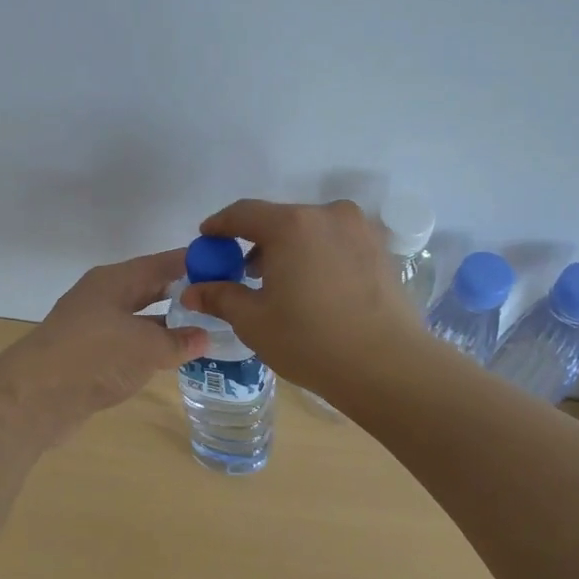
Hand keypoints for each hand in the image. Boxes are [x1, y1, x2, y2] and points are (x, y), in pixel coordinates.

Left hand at [0, 249, 207, 439]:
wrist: (36, 397)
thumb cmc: (96, 356)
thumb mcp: (147, 346)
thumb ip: (178, 341)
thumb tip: (204, 337)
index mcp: (115, 281)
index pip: (162, 263)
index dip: (194, 263)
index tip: (226, 266)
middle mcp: (102, 297)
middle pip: (149, 288)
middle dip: (182, 294)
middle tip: (220, 300)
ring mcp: (92, 327)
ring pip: (139, 318)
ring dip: (168, 325)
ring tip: (205, 331)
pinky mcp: (87, 357)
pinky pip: (128, 344)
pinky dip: (150, 348)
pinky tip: (171, 359)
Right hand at [178, 199, 426, 399]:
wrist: (387, 365)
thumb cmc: (310, 340)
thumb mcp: (254, 321)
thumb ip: (220, 296)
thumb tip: (191, 290)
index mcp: (292, 225)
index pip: (243, 213)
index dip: (219, 226)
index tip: (206, 240)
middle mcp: (328, 215)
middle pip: (280, 220)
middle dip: (256, 242)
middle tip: (241, 272)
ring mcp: (360, 230)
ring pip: (311, 231)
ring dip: (289, 250)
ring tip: (279, 285)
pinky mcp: (381, 250)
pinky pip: (336, 244)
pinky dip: (317, 257)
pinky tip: (313, 289)